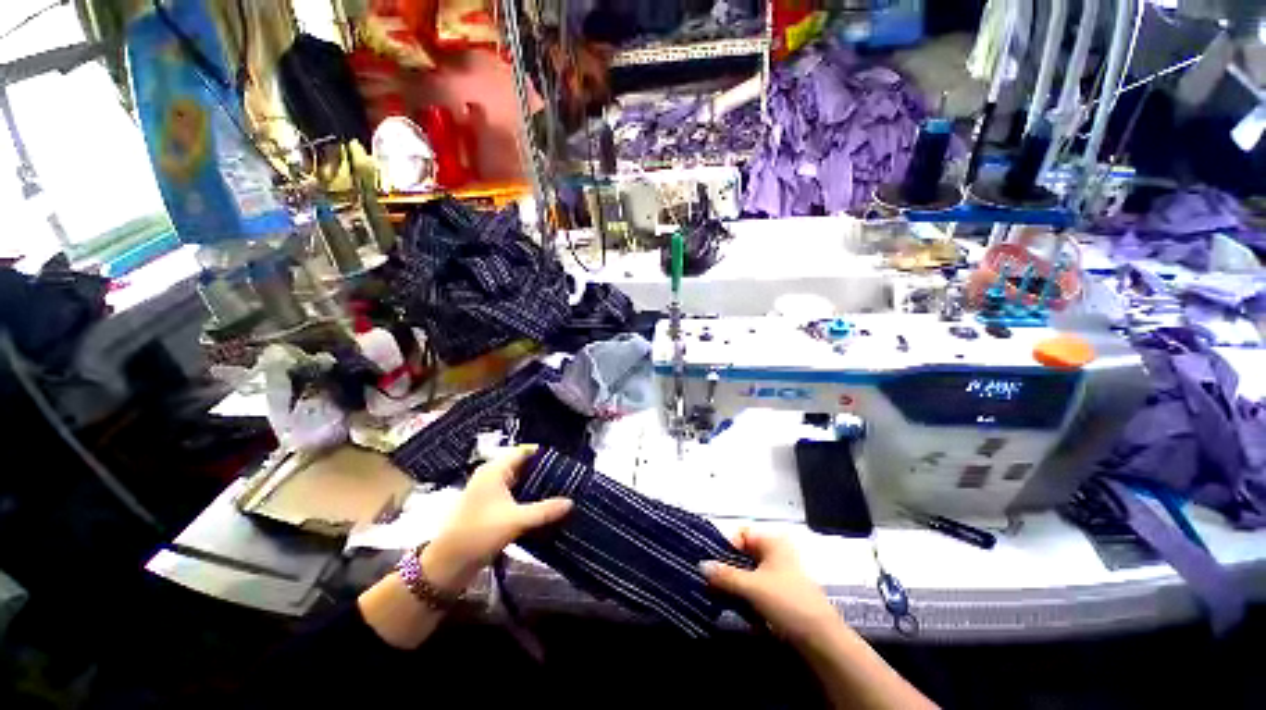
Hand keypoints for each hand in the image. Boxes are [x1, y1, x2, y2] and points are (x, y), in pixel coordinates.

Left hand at [421, 445, 572, 593]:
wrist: (447, 565)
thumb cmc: (479, 533)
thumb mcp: (515, 521)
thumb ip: (545, 511)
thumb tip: (571, 502)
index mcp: (494, 471)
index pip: (523, 452)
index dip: (542, 454)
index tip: (563, 460)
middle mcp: (492, 477)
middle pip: (522, 466)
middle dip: (543, 471)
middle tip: (566, 476)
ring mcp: (489, 493)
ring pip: (518, 483)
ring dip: (536, 487)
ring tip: (561, 491)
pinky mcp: (489, 509)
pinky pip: (514, 496)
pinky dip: (528, 499)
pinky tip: (544, 507)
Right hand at [702, 529, 841, 643]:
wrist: (823, 642)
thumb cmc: (787, 602)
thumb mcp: (751, 587)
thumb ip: (724, 575)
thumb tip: (701, 565)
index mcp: (772, 541)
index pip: (740, 534)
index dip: (725, 547)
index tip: (711, 565)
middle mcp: (777, 552)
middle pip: (743, 554)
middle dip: (727, 568)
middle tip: (710, 583)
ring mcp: (781, 574)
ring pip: (749, 573)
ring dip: (735, 585)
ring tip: (720, 597)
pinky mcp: (783, 595)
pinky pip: (757, 589)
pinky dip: (746, 596)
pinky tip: (738, 609)